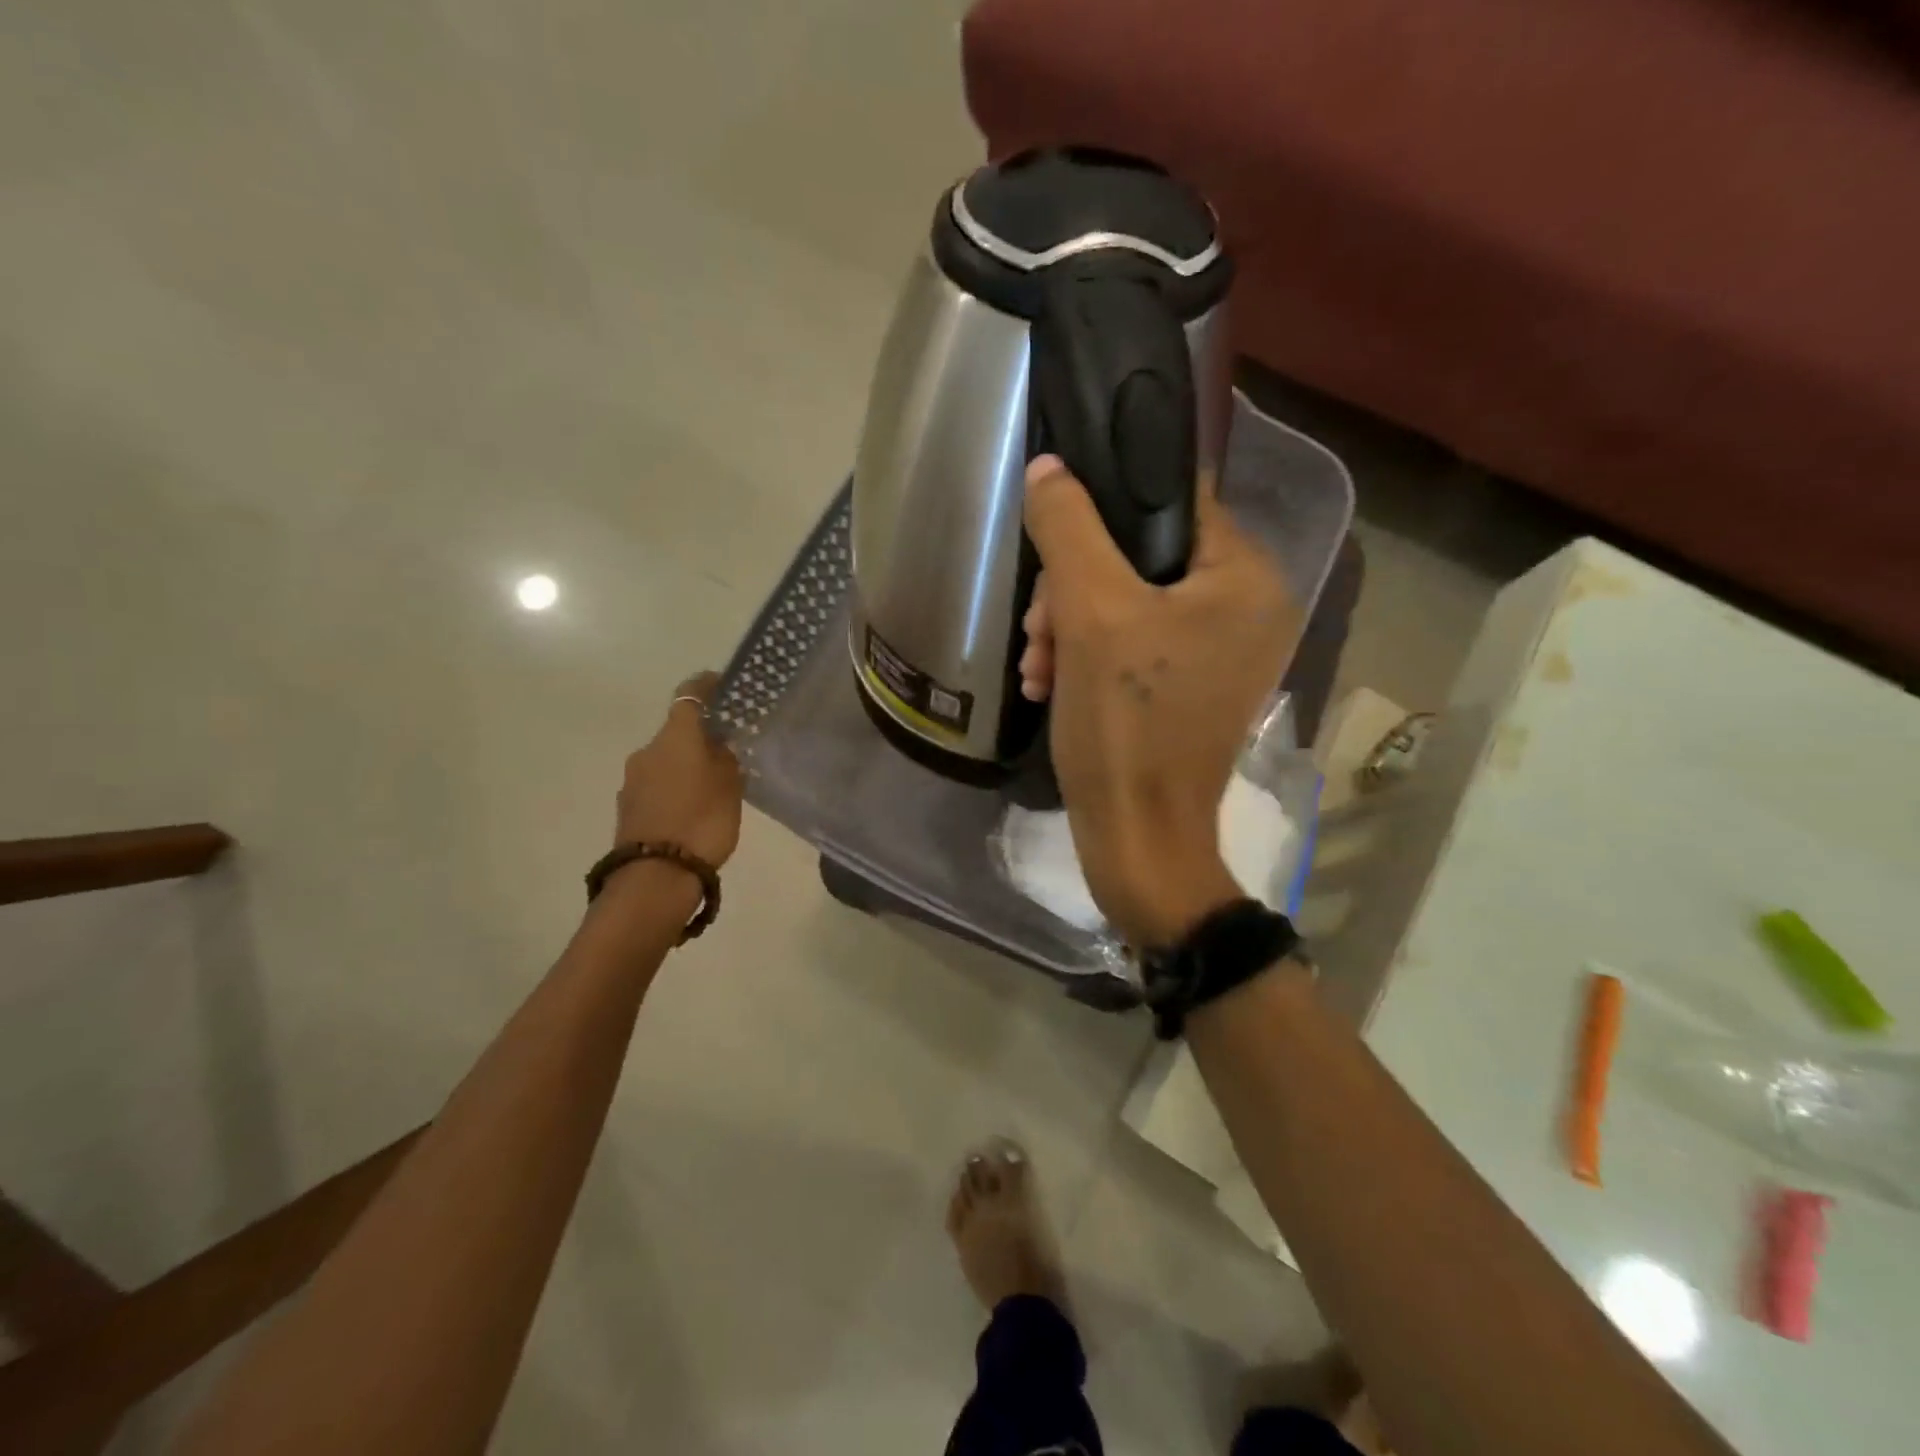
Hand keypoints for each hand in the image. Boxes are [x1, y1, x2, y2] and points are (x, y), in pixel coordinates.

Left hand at [614, 673, 744, 867]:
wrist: (656, 876)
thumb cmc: (702, 821)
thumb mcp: (730, 786)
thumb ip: (726, 758)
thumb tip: (719, 745)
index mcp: (675, 736)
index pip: (690, 695)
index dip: (707, 686)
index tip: (724, 685)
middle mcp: (648, 749)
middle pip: (677, 731)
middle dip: (700, 737)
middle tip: (728, 750)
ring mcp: (632, 779)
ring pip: (666, 760)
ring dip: (686, 765)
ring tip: (712, 784)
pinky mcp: (628, 806)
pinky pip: (657, 784)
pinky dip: (674, 787)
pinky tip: (692, 807)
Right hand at [1020, 456, 1300, 945]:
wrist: (1136, 838)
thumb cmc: (1126, 723)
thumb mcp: (1091, 613)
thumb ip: (1070, 528)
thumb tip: (1050, 468)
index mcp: (1245, 579)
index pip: (1171, 503)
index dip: (1102, 514)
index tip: (1054, 550)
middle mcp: (1246, 610)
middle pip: (1141, 560)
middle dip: (1074, 591)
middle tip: (1038, 630)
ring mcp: (1220, 655)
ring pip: (1127, 605)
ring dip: (1070, 627)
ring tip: (1037, 666)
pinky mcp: (1190, 691)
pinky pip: (1133, 647)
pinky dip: (1086, 658)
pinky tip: (1048, 683)